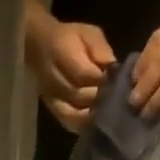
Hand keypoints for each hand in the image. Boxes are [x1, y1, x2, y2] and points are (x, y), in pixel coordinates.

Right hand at [25, 12, 115, 131]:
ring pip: (74, 114)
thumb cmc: (70, 38)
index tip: (120, 82)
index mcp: (62, 52)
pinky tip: (96, 124)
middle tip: (119, 101)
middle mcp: (53, 78)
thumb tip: (114, 69)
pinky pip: (68, 123)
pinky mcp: (52, 109)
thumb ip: (101, 50)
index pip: (85, 74)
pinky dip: (83, 126)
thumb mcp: (88, 33)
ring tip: (110, 115)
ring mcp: (51, 97)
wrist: (39, 46)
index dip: (103, 80)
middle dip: (101, 99)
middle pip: (80, 96)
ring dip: (93, 116)